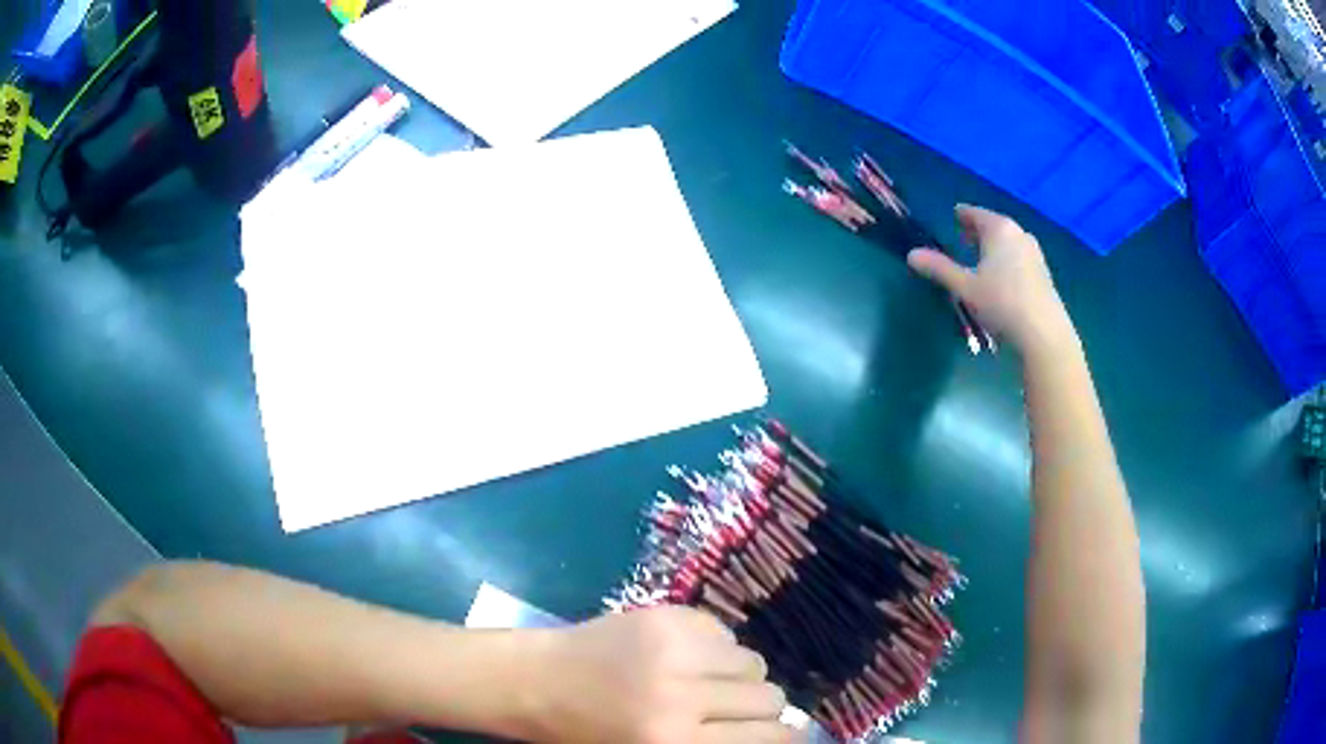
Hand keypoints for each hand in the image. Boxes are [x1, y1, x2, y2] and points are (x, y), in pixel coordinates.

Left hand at [524, 607, 801, 743]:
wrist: (535, 681)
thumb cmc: (587, 733)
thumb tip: (773, 734)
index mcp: (675, 742)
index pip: (768, 737)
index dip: (789, 737)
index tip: (787, 735)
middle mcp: (682, 696)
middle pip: (770, 697)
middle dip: (760, 707)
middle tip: (736, 710)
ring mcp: (674, 649)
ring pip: (753, 661)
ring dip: (740, 676)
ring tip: (709, 681)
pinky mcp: (665, 615)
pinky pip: (724, 631)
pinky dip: (716, 647)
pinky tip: (686, 656)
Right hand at [907, 205, 1076, 356]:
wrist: (1042, 333)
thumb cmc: (1001, 303)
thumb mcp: (965, 287)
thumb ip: (939, 268)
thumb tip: (911, 255)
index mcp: (998, 228)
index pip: (974, 213)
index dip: (961, 215)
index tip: (953, 217)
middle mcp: (1018, 233)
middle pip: (993, 225)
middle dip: (978, 232)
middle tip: (963, 240)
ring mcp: (1034, 252)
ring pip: (1008, 242)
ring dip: (993, 247)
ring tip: (981, 261)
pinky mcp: (1043, 272)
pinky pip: (1019, 257)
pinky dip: (1007, 260)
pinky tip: (1001, 279)